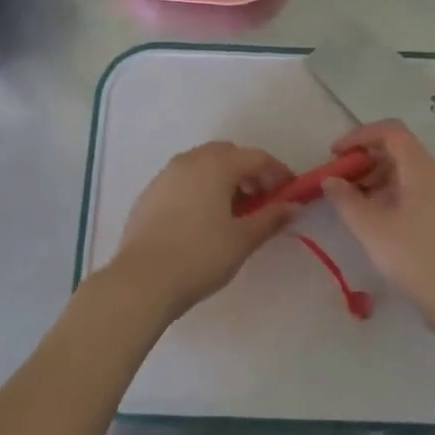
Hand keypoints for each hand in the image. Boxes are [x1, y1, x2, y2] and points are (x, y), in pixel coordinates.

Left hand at [109, 142, 296, 321]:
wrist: (142, 280)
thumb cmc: (200, 256)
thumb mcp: (242, 240)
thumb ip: (270, 218)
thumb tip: (292, 206)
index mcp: (216, 165)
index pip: (256, 157)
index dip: (278, 172)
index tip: (290, 193)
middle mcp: (190, 160)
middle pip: (228, 154)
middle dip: (248, 172)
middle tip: (261, 201)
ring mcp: (166, 174)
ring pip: (203, 164)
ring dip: (223, 178)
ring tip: (232, 212)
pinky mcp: (150, 192)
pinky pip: (183, 179)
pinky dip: (200, 188)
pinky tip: (202, 219)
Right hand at [320, 121, 434, 322]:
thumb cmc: (414, 256)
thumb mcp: (370, 227)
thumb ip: (345, 199)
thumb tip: (330, 180)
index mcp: (421, 168)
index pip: (391, 131)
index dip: (360, 136)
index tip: (336, 154)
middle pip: (399, 151)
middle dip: (365, 160)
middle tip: (340, 181)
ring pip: (407, 173)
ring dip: (377, 179)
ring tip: (354, 204)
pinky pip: (416, 192)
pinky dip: (392, 195)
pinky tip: (377, 220)